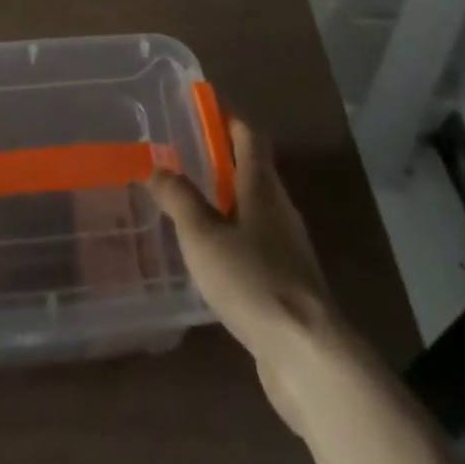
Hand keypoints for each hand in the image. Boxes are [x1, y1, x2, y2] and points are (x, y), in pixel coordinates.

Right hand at [151, 116, 338, 431]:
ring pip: (256, 209)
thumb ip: (179, 198)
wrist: (308, 355)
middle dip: (223, 160)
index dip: (228, 118)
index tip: (203, 109)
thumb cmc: (252, 280)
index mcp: (262, 186)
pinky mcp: (289, 283)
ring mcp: (288, 247)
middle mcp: (279, 208)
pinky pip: (258, 245)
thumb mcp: (203, 236)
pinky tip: (214, 259)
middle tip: (186, 158)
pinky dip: (236, 238)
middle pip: (254, 170)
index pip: (249, 135)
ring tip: (192, 207)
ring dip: (229, 201)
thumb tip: (156, 166)